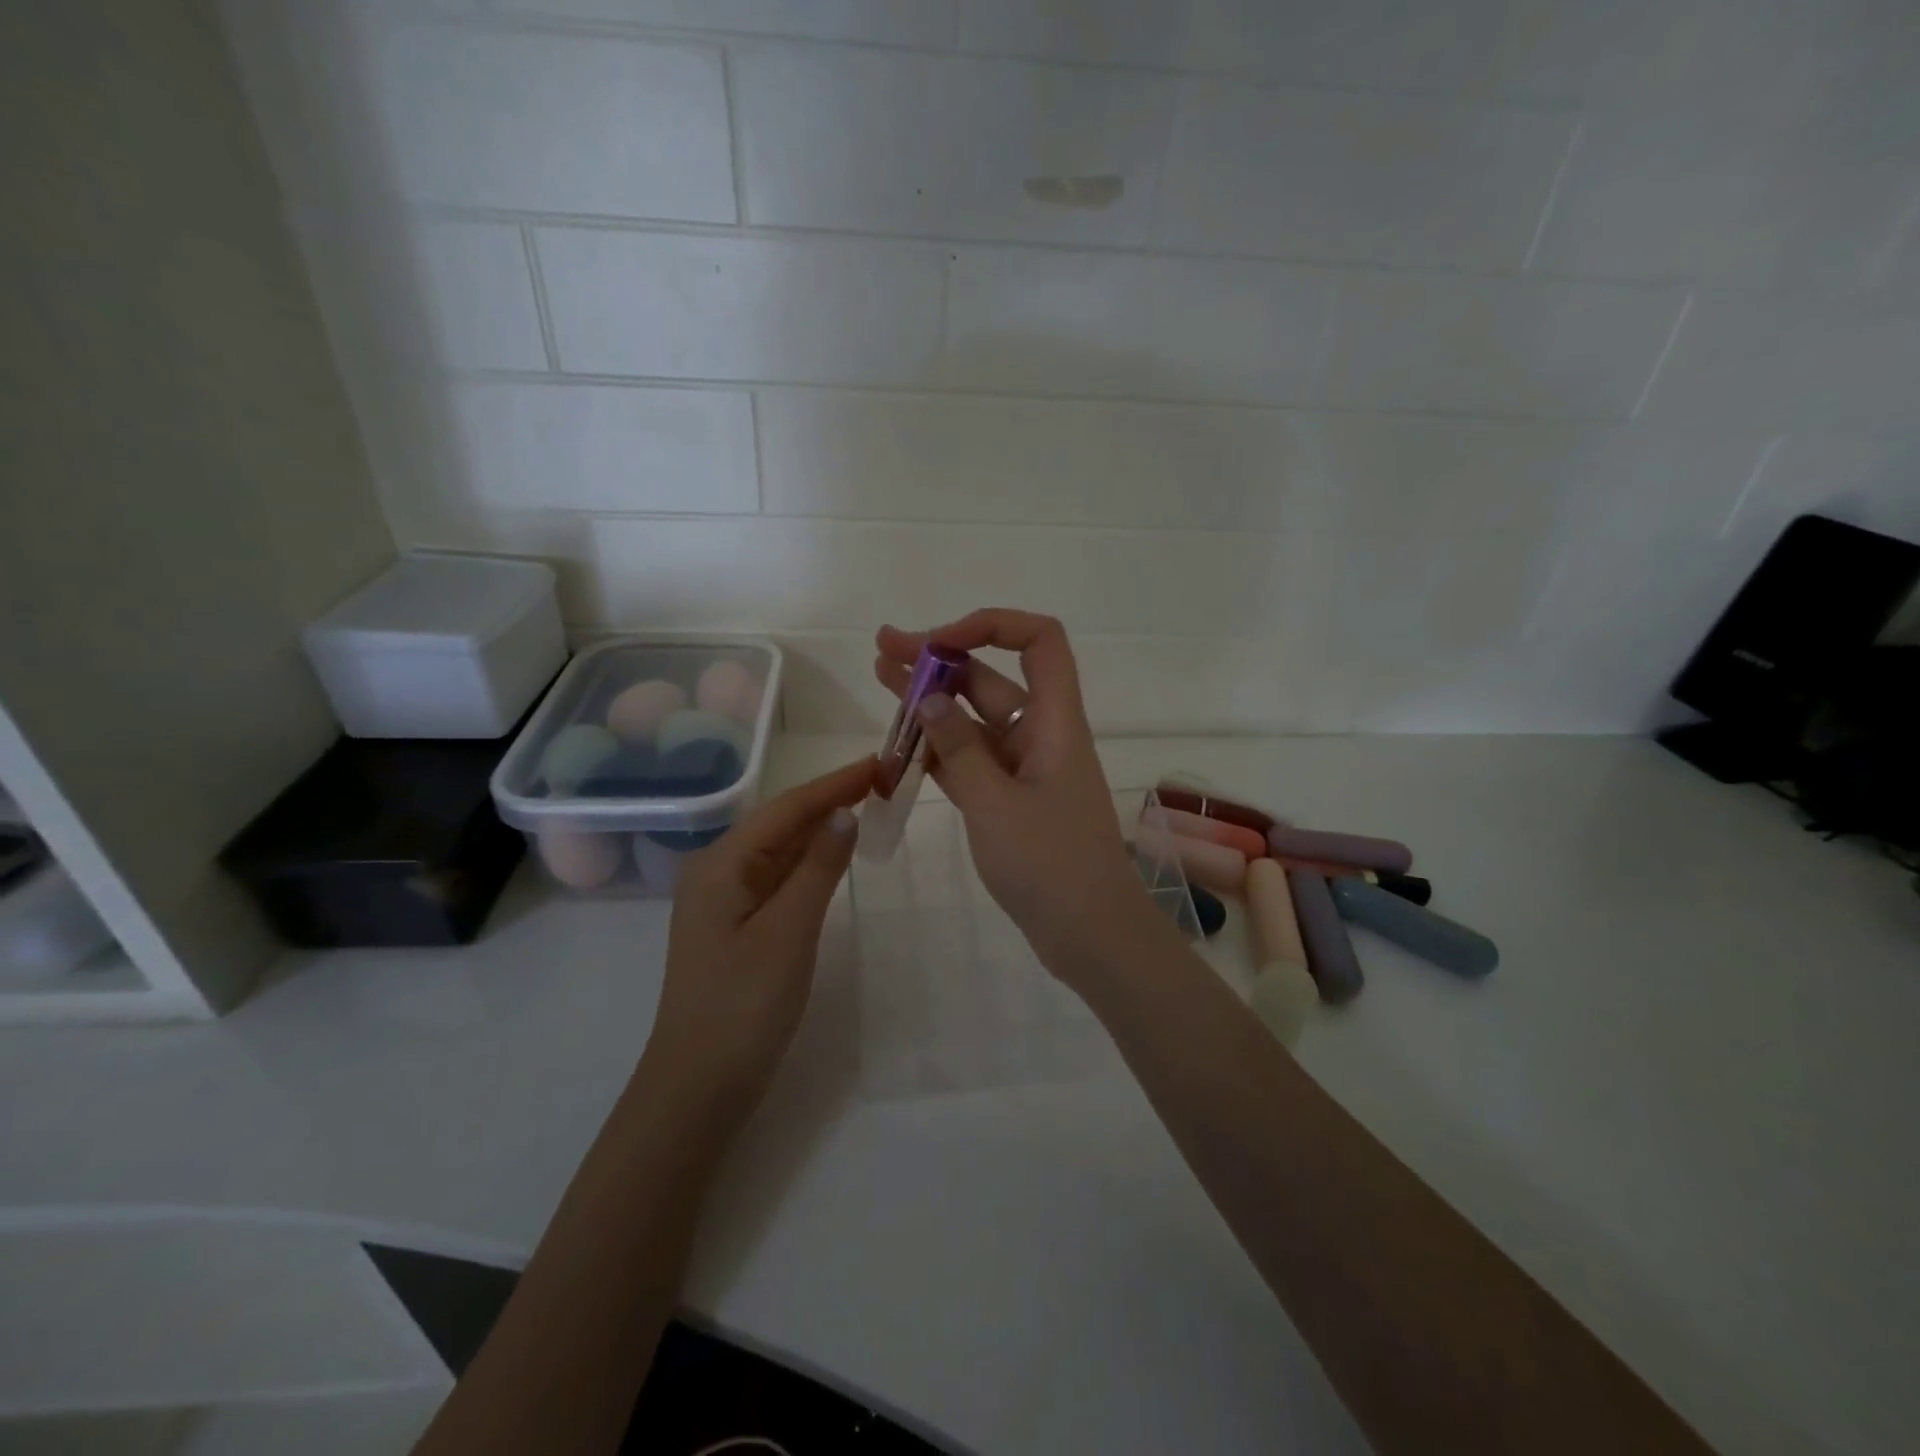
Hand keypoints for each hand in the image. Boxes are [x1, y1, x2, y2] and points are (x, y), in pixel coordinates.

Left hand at [645, 757, 873, 1119]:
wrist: (698, 1087)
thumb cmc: (743, 1006)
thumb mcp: (789, 932)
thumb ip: (818, 868)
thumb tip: (843, 813)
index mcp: (721, 864)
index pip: (786, 808)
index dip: (834, 783)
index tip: (877, 762)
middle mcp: (716, 871)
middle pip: (780, 823)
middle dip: (829, 800)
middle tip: (881, 781)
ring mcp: (723, 899)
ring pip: (779, 849)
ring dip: (821, 828)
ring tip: (867, 805)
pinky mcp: (735, 924)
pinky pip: (776, 878)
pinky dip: (809, 862)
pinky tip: (833, 855)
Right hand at [875, 610, 1164, 983]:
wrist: (1091, 936)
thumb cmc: (1050, 865)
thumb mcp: (994, 803)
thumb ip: (958, 748)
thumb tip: (930, 698)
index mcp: (1054, 722)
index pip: (1040, 642)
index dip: (991, 626)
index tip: (937, 643)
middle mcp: (1041, 735)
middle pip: (993, 679)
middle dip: (940, 659)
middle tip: (883, 649)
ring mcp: (1026, 770)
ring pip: (976, 722)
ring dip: (932, 703)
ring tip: (880, 679)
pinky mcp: (1012, 802)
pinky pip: (972, 762)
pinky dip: (940, 751)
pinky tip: (900, 746)